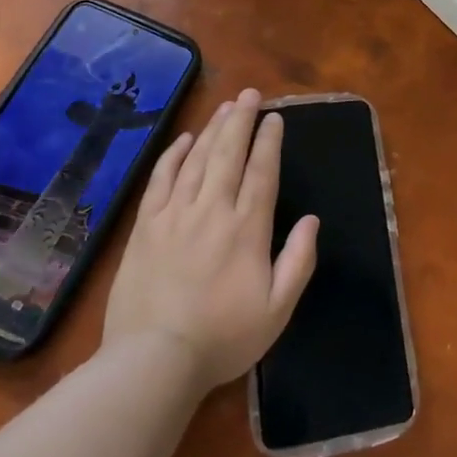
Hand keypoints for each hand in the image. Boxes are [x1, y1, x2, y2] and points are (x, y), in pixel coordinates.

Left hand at [99, 89, 318, 392]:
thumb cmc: (222, 338)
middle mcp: (212, 210)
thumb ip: (299, 261)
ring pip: (197, 159)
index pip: (262, 172)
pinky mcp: (145, 226)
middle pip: (229, 154)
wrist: (152, 362)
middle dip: (242, 120)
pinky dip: (173, 155)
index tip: (275, 117)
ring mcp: (175, 215)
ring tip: (226, 107)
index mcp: (247, 228)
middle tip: (250, 94)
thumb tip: (312, 220)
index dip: (269, 141)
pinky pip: (160, 179)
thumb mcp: (277, 310)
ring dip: (213, 129)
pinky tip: (184, 140)